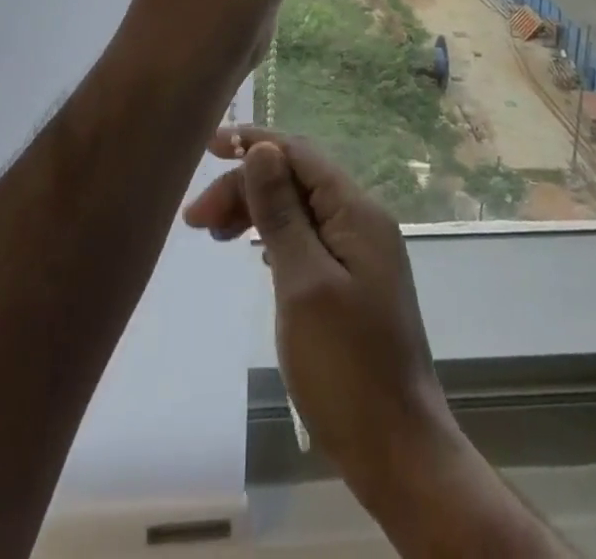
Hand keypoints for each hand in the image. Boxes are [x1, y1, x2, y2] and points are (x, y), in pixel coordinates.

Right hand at [183, 127, 462, 512]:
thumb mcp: (303, 283)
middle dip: (247, 186)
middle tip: (196, 219)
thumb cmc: (346, 367)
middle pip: (297, 180)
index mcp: (357, 212)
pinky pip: (307, 238)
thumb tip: (262, 148)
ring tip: (213, 233)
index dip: (255, 142)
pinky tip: (252, 253)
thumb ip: (282, 212)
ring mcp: (360, 253)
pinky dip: (274, 237)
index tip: (208, 147)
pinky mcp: (352, 282)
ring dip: (257, 211)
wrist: (399, 453)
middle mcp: (362, 221)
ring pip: (300, 209)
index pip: (300, 154)